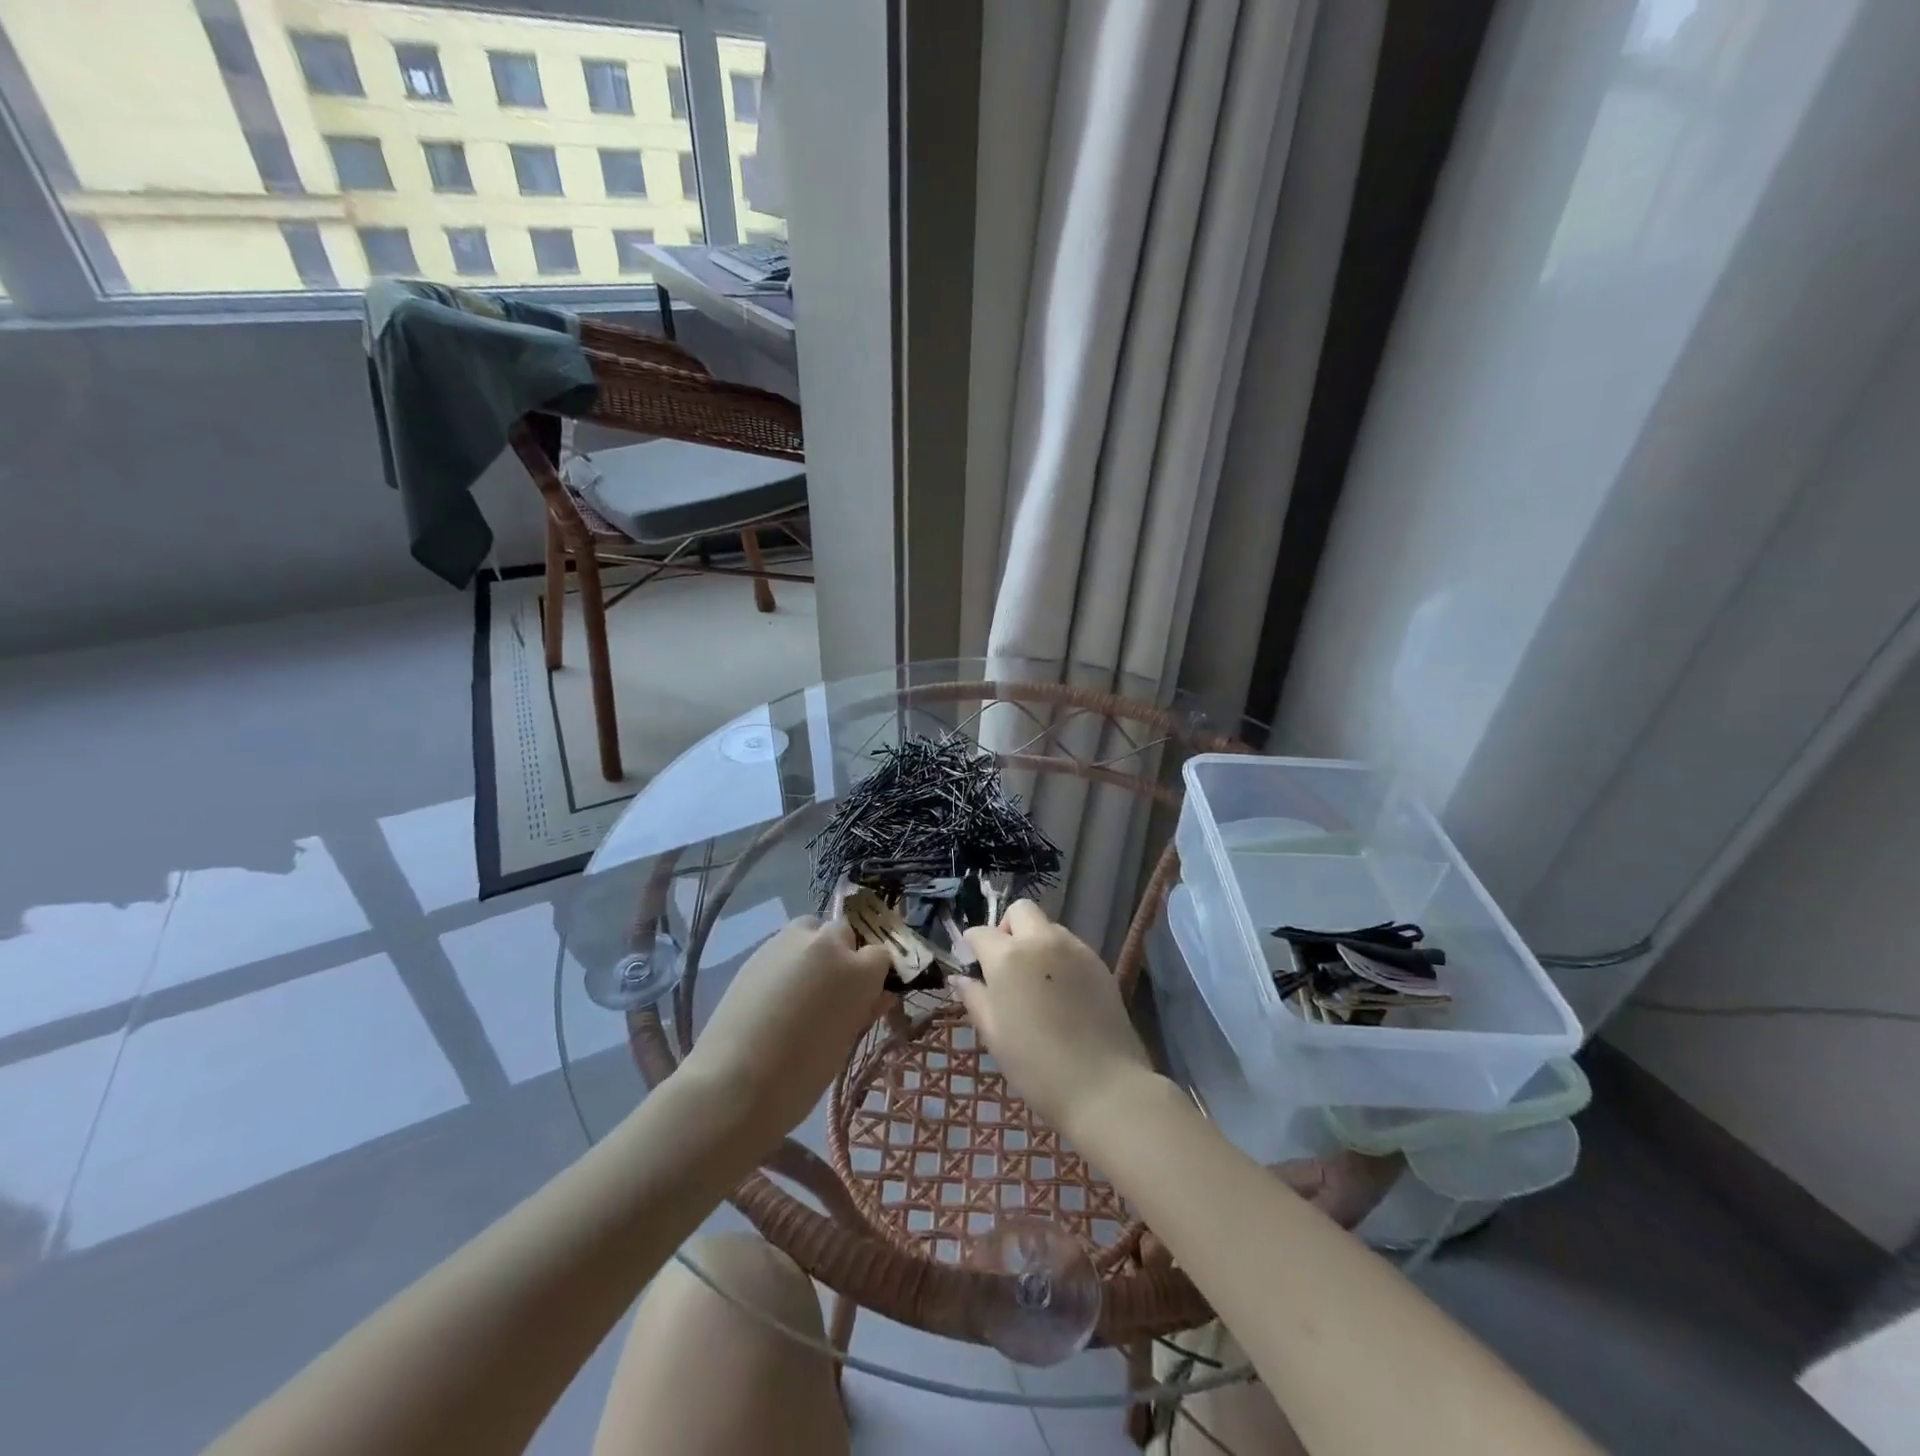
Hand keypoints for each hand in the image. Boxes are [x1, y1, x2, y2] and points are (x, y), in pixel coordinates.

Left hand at [680, 917, 890, 1144]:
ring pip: (811, 930)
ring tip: (800, 987)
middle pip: (844, 933)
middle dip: (843, 953)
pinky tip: (774, 993)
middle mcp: (828, 943)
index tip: (865, 995)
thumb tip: (879, 995)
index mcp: (859, 970)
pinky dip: (787, 960)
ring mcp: (790, 941)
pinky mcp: (759, 949)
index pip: (880, 954)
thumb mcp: (845, 1043)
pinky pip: (784, 945)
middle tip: (831, 990)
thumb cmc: (802, 1074)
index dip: (874, 974)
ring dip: (813, 950)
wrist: (734, 1081)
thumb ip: (864, 1010)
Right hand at [957, 901, 1158, 1139]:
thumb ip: (974, 998)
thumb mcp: (994, 1034)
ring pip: (1048, 926)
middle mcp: (1041, 941)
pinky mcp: (1099, 963)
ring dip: (1035, 941)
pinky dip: (1059, 956)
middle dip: (1007, 928)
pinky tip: (1061, 991)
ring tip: (1036, 980)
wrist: (1103, 1086)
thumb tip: (961, 978)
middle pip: (1020, 911)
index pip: (981, 933)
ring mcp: (1075, 949)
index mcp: (1008, 957)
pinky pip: (1071, 946)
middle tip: (1006, 963)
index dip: (972, 946)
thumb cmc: (1036, 1065)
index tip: (973, 965)